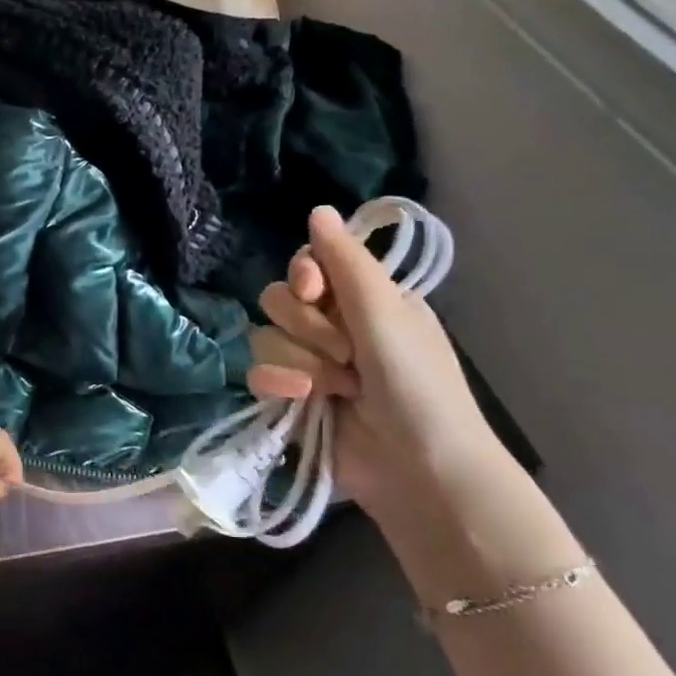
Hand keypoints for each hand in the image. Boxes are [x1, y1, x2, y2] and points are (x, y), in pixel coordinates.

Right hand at [248, 205, 507, 513]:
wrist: (419, 467)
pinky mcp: (289, 398)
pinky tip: (302, 401)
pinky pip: (257, 373)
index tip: (314, 291)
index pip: (307, 266)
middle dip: (307, 329)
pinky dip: (278, 386)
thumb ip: (345, 261)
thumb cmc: (416, 384)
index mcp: (362, 301)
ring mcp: (309, 364)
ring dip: (299, 362)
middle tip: (346, 354)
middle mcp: (332, 327)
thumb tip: (317, 208)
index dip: (303, 276)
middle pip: (279, 300)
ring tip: (336, 389)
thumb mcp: (386, 312)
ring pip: (265, 337)